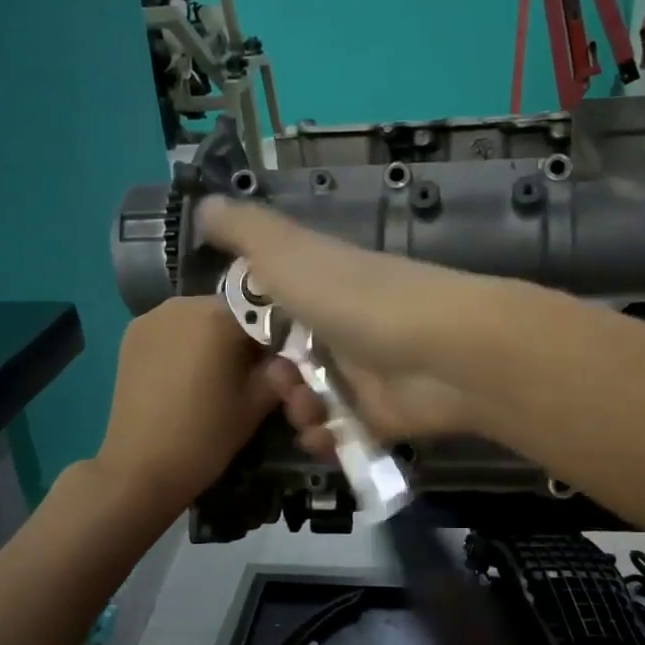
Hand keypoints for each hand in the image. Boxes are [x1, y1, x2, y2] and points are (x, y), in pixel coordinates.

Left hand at [93, 295, 277, 512]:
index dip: (276, 335)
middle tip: (251, 373)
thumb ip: (278, 372)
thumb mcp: (256, 405)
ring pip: (199, 318)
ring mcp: (151, 318)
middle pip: (228, 311)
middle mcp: (182, 304)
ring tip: (219, 376)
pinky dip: (187, 344)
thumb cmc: (205, 436)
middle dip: (243, 336)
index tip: (280, 364)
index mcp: (217, 316)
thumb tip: (287, 359)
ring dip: (213, 338)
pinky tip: (189, 376)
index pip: (263, 310)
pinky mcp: (131, 336)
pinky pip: (172, 330)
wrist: (139, 469)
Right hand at [200, 197, 509, 460]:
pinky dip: (327, 439)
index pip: (278, 304)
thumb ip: (244, 231)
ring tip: (310, 411)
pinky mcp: (385, 415)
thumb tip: (204, 204)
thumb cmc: (355, 298)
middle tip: (282, 381)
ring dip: (299, 411)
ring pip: (314, 400)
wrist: (441, 351)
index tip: (237, 343)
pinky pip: (343, 433)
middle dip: (276, 378)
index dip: (253, 325)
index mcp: (323, 284)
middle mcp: (345, 325)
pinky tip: (324, 437)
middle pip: (293, 360)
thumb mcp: (286, 251)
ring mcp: (369, 372)